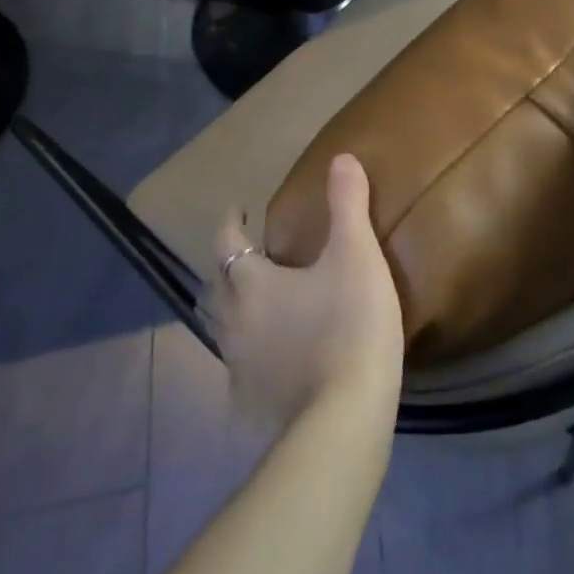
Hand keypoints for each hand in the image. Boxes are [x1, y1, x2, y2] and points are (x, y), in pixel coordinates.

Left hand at [210, 154, 404, 429]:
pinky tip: (271, 357)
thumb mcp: (356, 256)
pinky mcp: (252, 402)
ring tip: (257, 302)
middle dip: (227, 266)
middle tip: (248, 254)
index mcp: (252, 284)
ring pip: (223, 329)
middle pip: (216, 287)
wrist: (345, 415)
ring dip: (233, 309)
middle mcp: (233, 322)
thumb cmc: (349, 325)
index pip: (228, 242)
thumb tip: (341, 158)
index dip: (232, 222)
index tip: (239, 209)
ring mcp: (238, 367)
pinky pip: (241, 368)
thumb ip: (348, 206)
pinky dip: (249, 352)